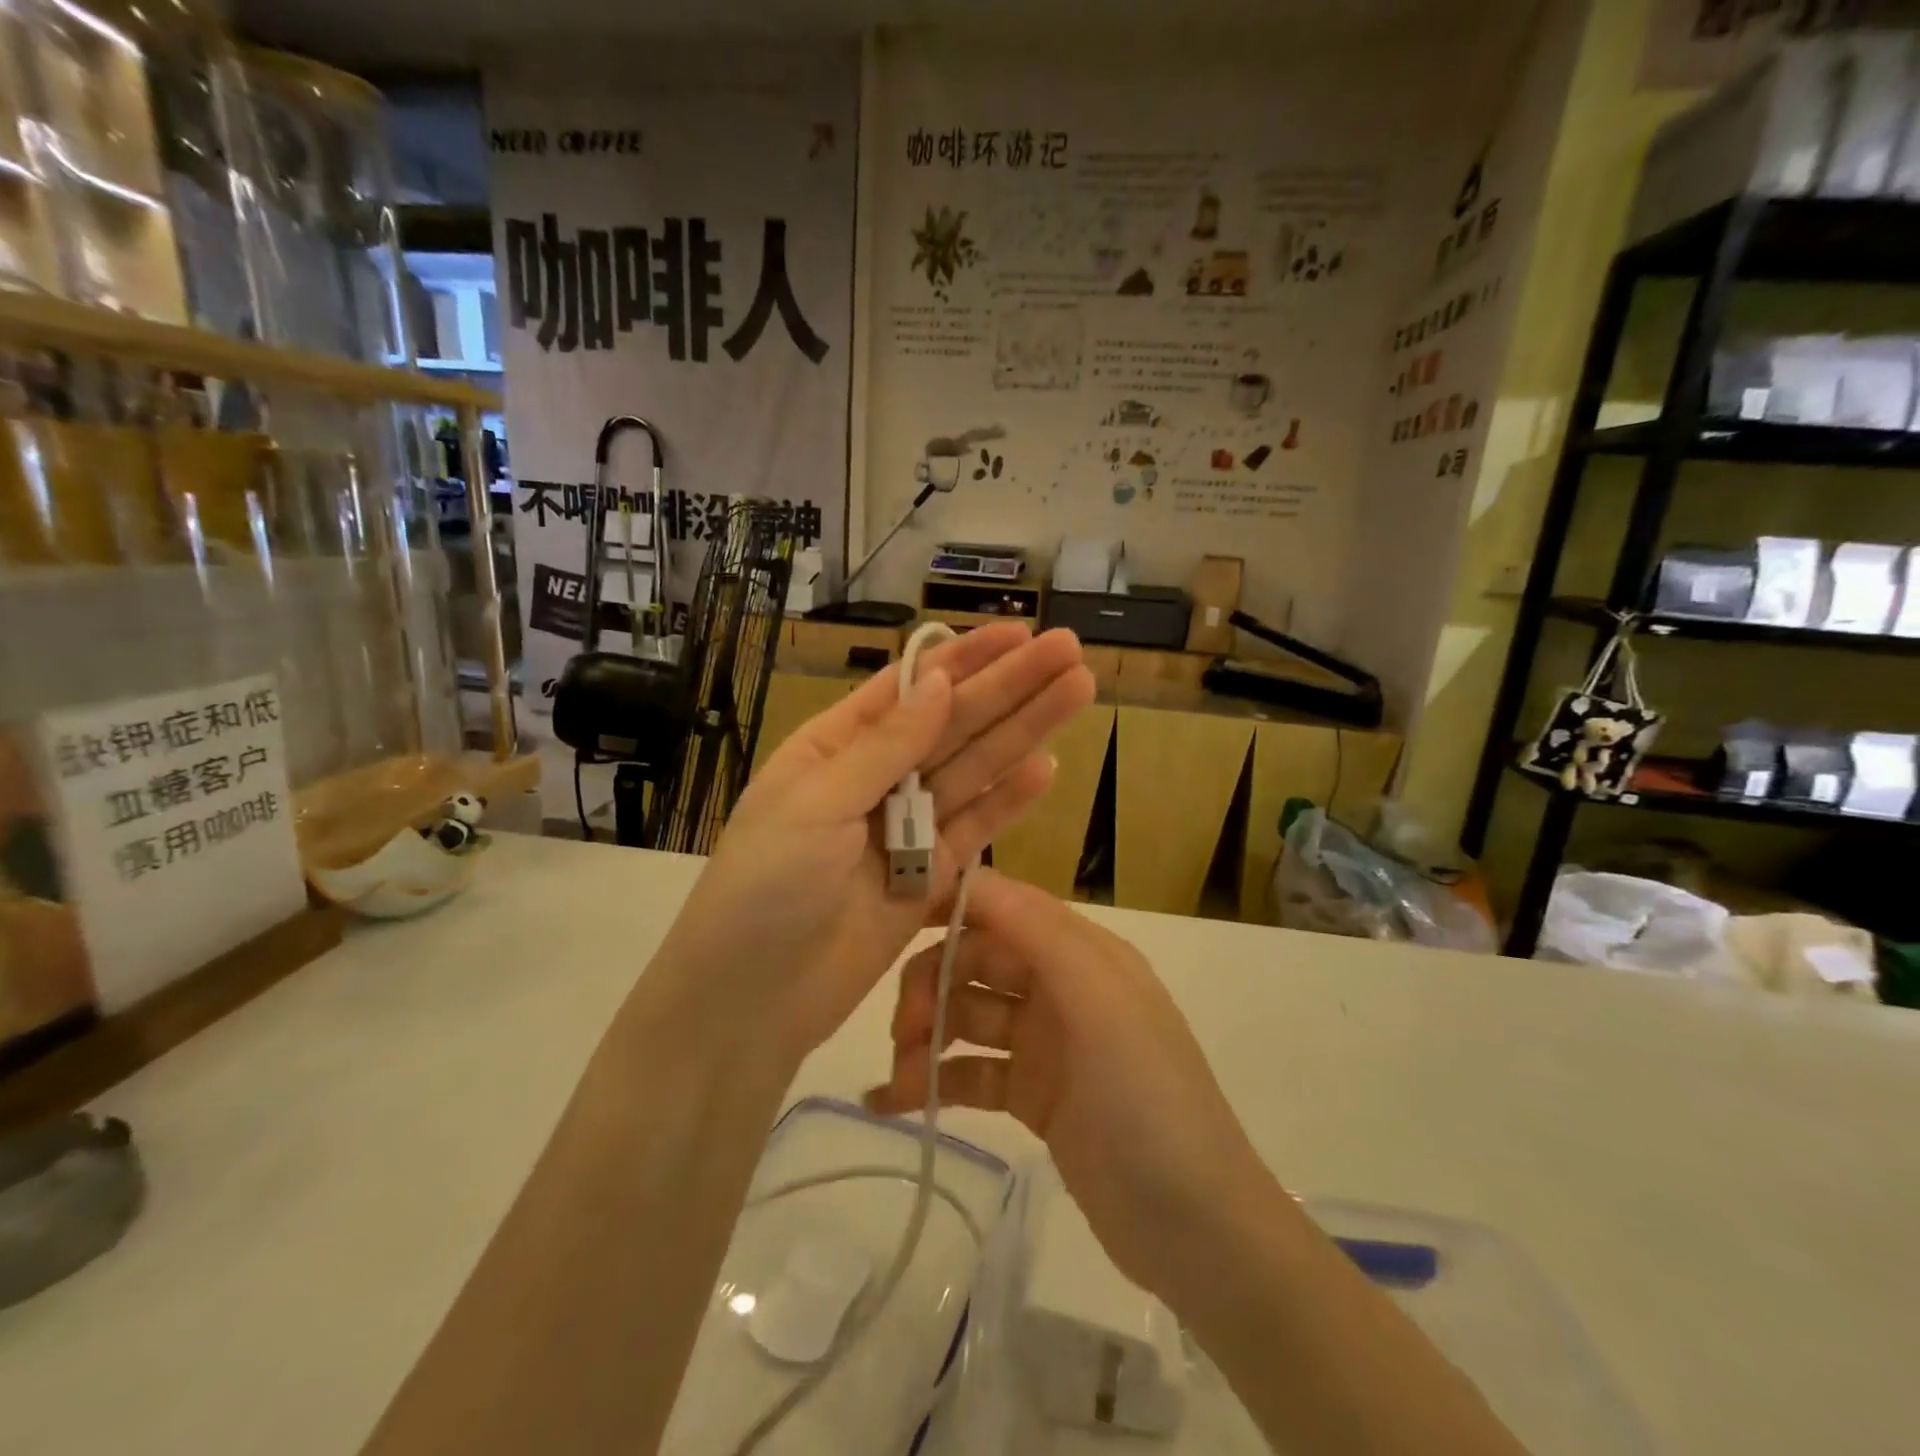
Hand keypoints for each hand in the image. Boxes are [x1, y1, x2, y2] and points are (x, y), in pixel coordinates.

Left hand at [651, 625, 1094, 1065]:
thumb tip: (938, 680)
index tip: (1018, 633)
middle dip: (1010, 687)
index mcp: (835, 747)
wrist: (751, 1001)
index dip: (965, 658)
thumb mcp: (816, 803)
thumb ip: (884, 745)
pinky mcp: (929, 877)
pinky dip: (1009, 801)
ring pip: (974, 770)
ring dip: (1024, 732)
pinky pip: (975, 830)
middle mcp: (875, 778)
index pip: (909, 688)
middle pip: (953, 723)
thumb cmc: (764, 888)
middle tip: (1070, 651)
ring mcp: (906, 829)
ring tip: (1077, 692)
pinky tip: (1048, 767)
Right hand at [867, 869, 1276, 1305]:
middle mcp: (1061, 987)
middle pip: (977, 961)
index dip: (950, 905)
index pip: (1004, 906)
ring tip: (897, 1080)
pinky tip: (890, 1101)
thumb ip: (1037, 933)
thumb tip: (969, 875)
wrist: (1194, 1228)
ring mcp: (1045, 1043)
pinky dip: (933, 1082)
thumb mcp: (1101, 1002)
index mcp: (1081, 952)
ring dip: (926, 1037)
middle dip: (932, 983)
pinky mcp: (1033, 1095)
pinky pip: (971, 1072)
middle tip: (903, 1029)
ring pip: (967, 1017)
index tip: (891, 921)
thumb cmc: (1148, 1099)